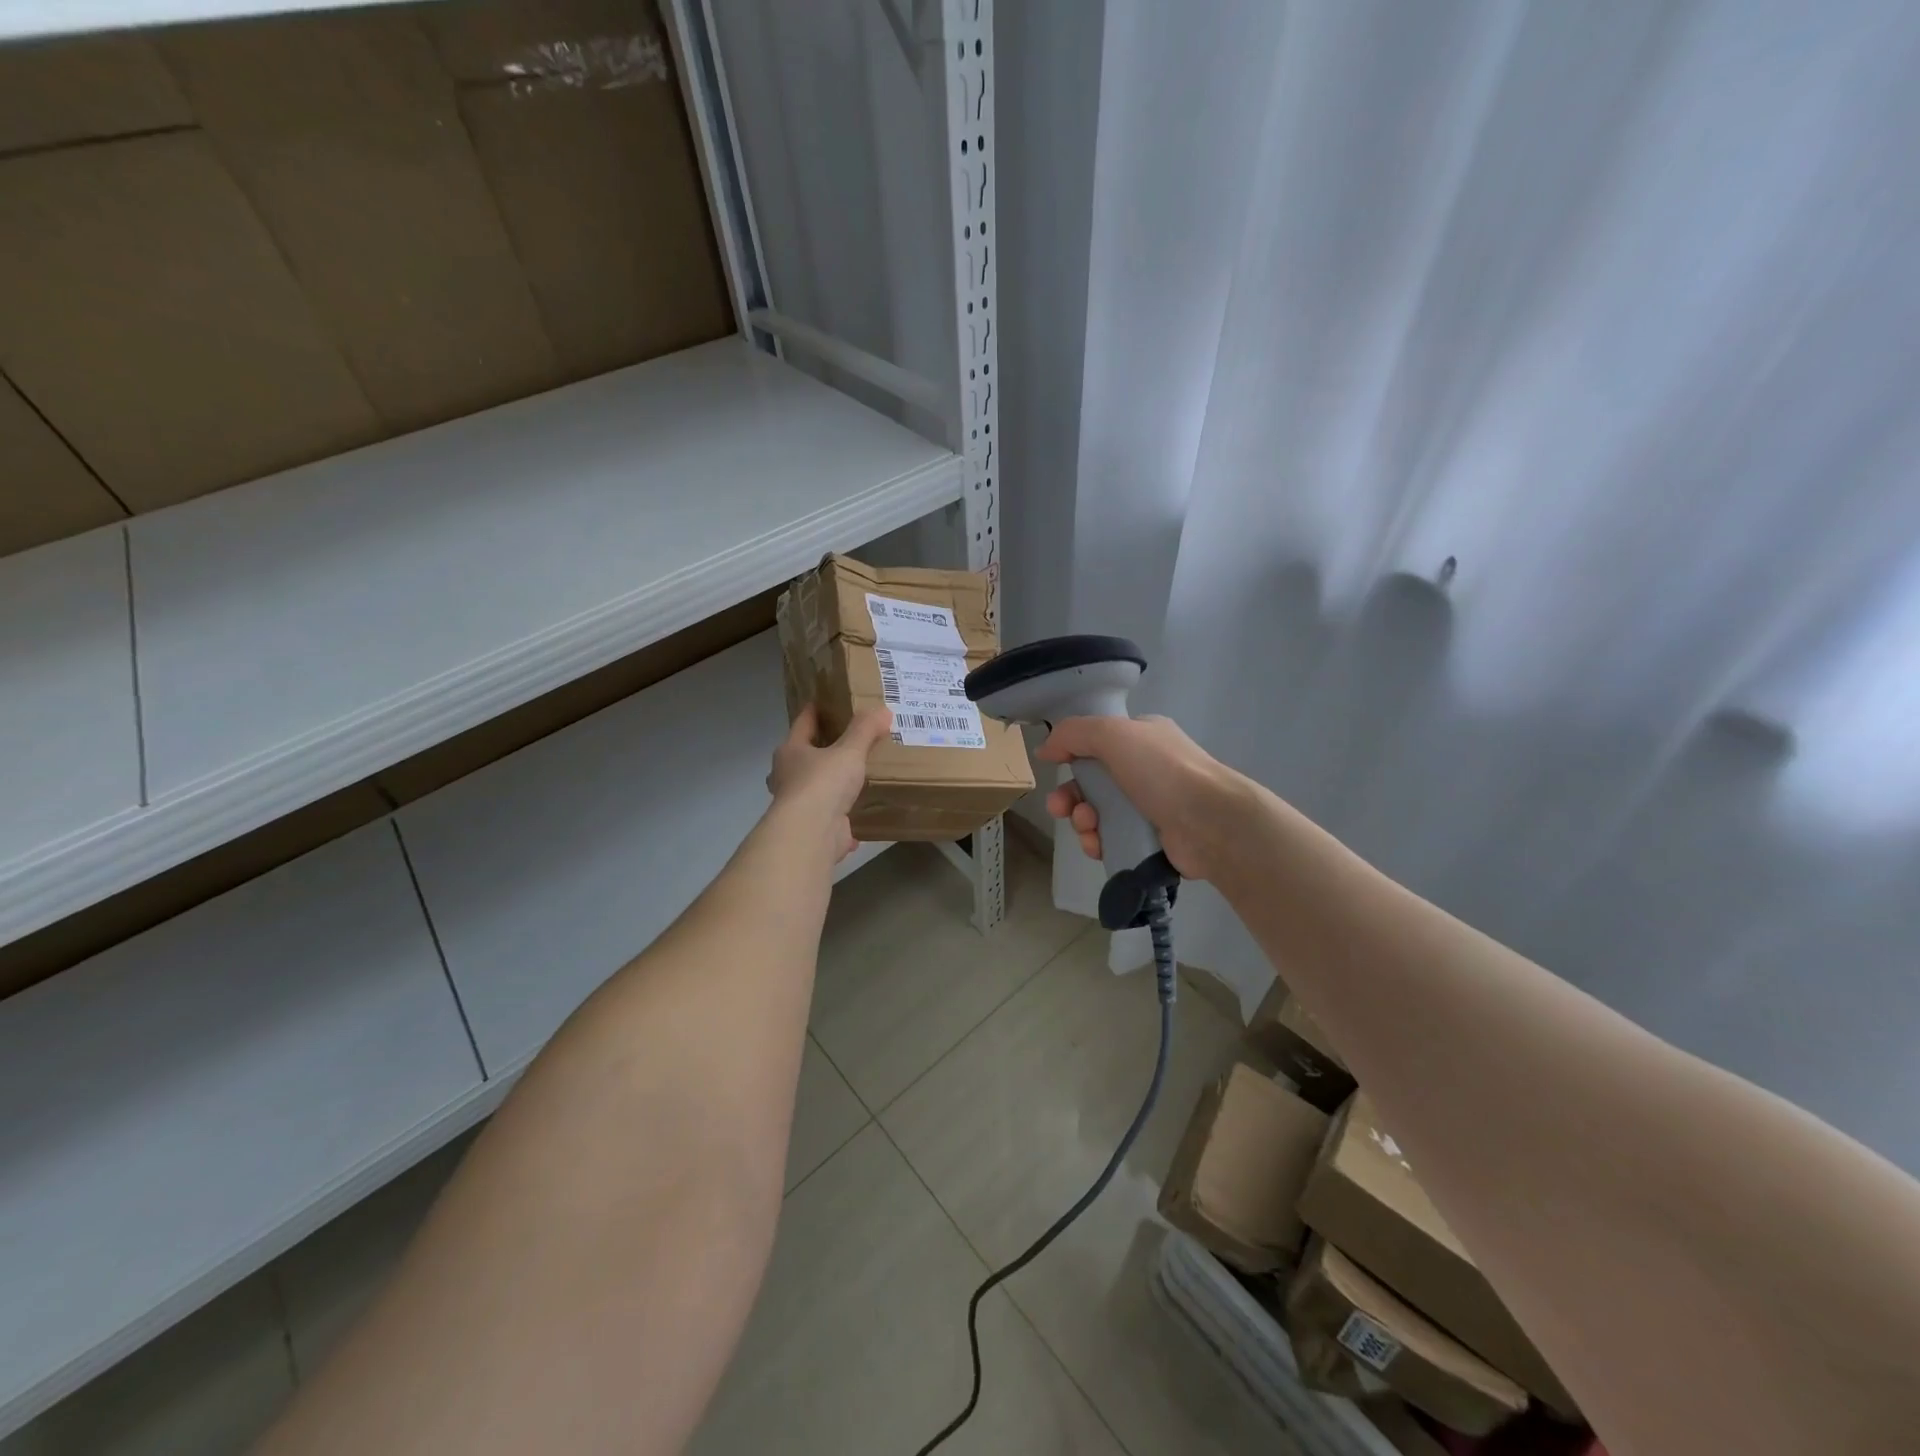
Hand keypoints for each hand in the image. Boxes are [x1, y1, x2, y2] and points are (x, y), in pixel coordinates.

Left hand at [767, 705, 891, 863]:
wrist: (811, 832)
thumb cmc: (823, 782)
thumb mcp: (849, 751)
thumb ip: (865, 730)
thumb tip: (883, 710)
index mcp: (791, 752)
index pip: (802, 724)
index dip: (813, 712)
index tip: (823, 702)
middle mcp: (788, 776)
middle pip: (802, 758)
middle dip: (817, 752)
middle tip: (840, 744)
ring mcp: (797, 806)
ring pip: (812, 790)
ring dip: (827, 787)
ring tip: (849, 781)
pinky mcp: (811, 829)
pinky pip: (827, 820)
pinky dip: (839, 820)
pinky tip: (854, 821)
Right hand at [1037, 715, 1244, 881]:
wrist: (1211, 822)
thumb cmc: (1162, 770)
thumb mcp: (1113, 734)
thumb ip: (1073, 734)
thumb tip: (1045, 749)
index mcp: (1142, 738)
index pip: (1097, 742)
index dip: (1072, 755)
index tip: (1054, 768)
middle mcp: (1147, 769)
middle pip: (1093, 782)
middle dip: (1070, 796)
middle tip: (1060, 808)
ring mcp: (1151, 806)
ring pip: (1099, 814)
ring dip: (1082, 821)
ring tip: (1086, 827)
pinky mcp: (1152, 840)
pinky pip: (1112, 840)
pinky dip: (1098, 843)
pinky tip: (1097, 846)